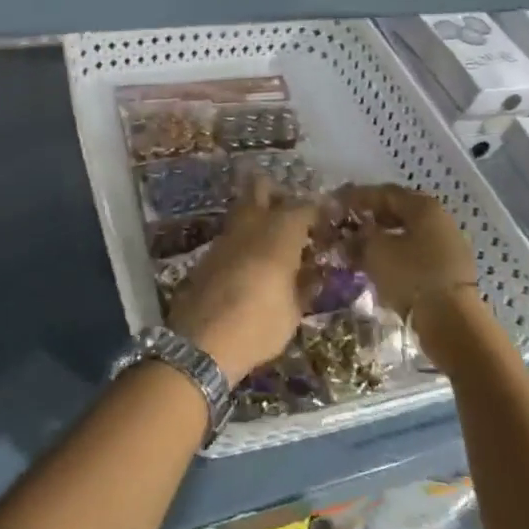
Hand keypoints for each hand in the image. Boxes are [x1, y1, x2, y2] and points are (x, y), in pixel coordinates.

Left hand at [168, 176, 316, 384]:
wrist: (201, 342)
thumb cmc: (258, 324)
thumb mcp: (293, 311)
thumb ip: (304, 286)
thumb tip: (312, 274)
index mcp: (279, 233)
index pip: (303, 206)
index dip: (317, 210)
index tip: (327, 220)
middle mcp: (251, 224)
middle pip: (261, 187)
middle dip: (277, 193)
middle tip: (292, 214)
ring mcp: (225, 235)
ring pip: (242, 207)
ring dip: (257, 213)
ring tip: (273, 237)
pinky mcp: (209, 252)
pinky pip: (231, 231)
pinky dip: (244, 236)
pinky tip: (252, 258)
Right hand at [336, 186, 482, 360]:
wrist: (452, 322)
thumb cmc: (411, 276)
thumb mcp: (375, 252)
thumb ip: (359, 238)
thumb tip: (350, 236)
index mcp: (423, 206)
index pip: (384, 193)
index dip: (357, 197)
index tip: (336, 204)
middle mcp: (440, 219)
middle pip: (398, 212)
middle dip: (371, 218)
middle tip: (347, 226)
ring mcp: (448, 246)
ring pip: (408, 235)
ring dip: (383, 239)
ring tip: (359, 249)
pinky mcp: (450, 271)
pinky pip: (417, 255)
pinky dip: (396, 256)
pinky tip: (379, 267)